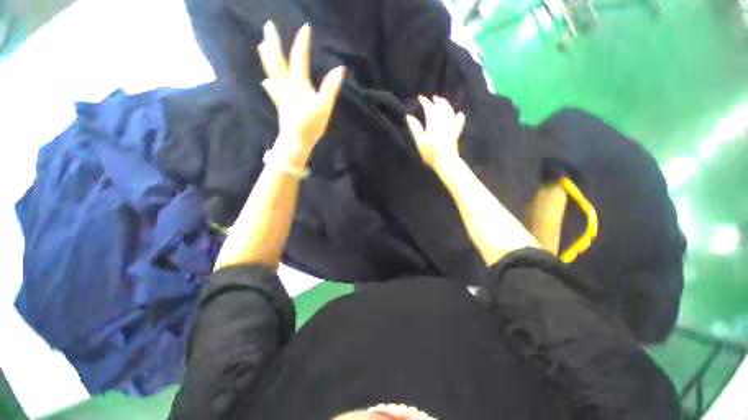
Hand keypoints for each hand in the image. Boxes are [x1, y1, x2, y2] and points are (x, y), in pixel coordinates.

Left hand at [258, 21, 345, 166]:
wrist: (296, 142)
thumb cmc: (311, 125)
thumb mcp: (325, 107)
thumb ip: (331, 88)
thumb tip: (340, 69)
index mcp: (299, 85)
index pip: (300, 59)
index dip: (302, 42)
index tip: (305, 27)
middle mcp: (287, 87)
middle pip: (278, 61)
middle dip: (273, 43)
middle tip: (268, 26)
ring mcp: (282, 96)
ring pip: (272, 73)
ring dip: (267, 58)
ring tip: (262, 46)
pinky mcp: (281, 106)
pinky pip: (273, 91)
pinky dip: (269, 84)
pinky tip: (265, 82)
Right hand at [406, 96, 465, 169]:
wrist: (445, 162)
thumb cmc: (430, 154)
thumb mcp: (420, 142)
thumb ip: (415, 128)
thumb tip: (409, 116)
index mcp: (434, 124)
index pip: (429, 109)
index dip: (425, 102)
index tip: (420, 97)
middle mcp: (444, 122)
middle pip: (441, 108)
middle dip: (437, 101)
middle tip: (433, 97)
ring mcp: (451, 127)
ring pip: (450, 112)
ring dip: (446, 105)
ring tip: (443, 101)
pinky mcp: (456, 133)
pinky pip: (459, 122)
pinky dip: (459, 116)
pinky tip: (459, 113)